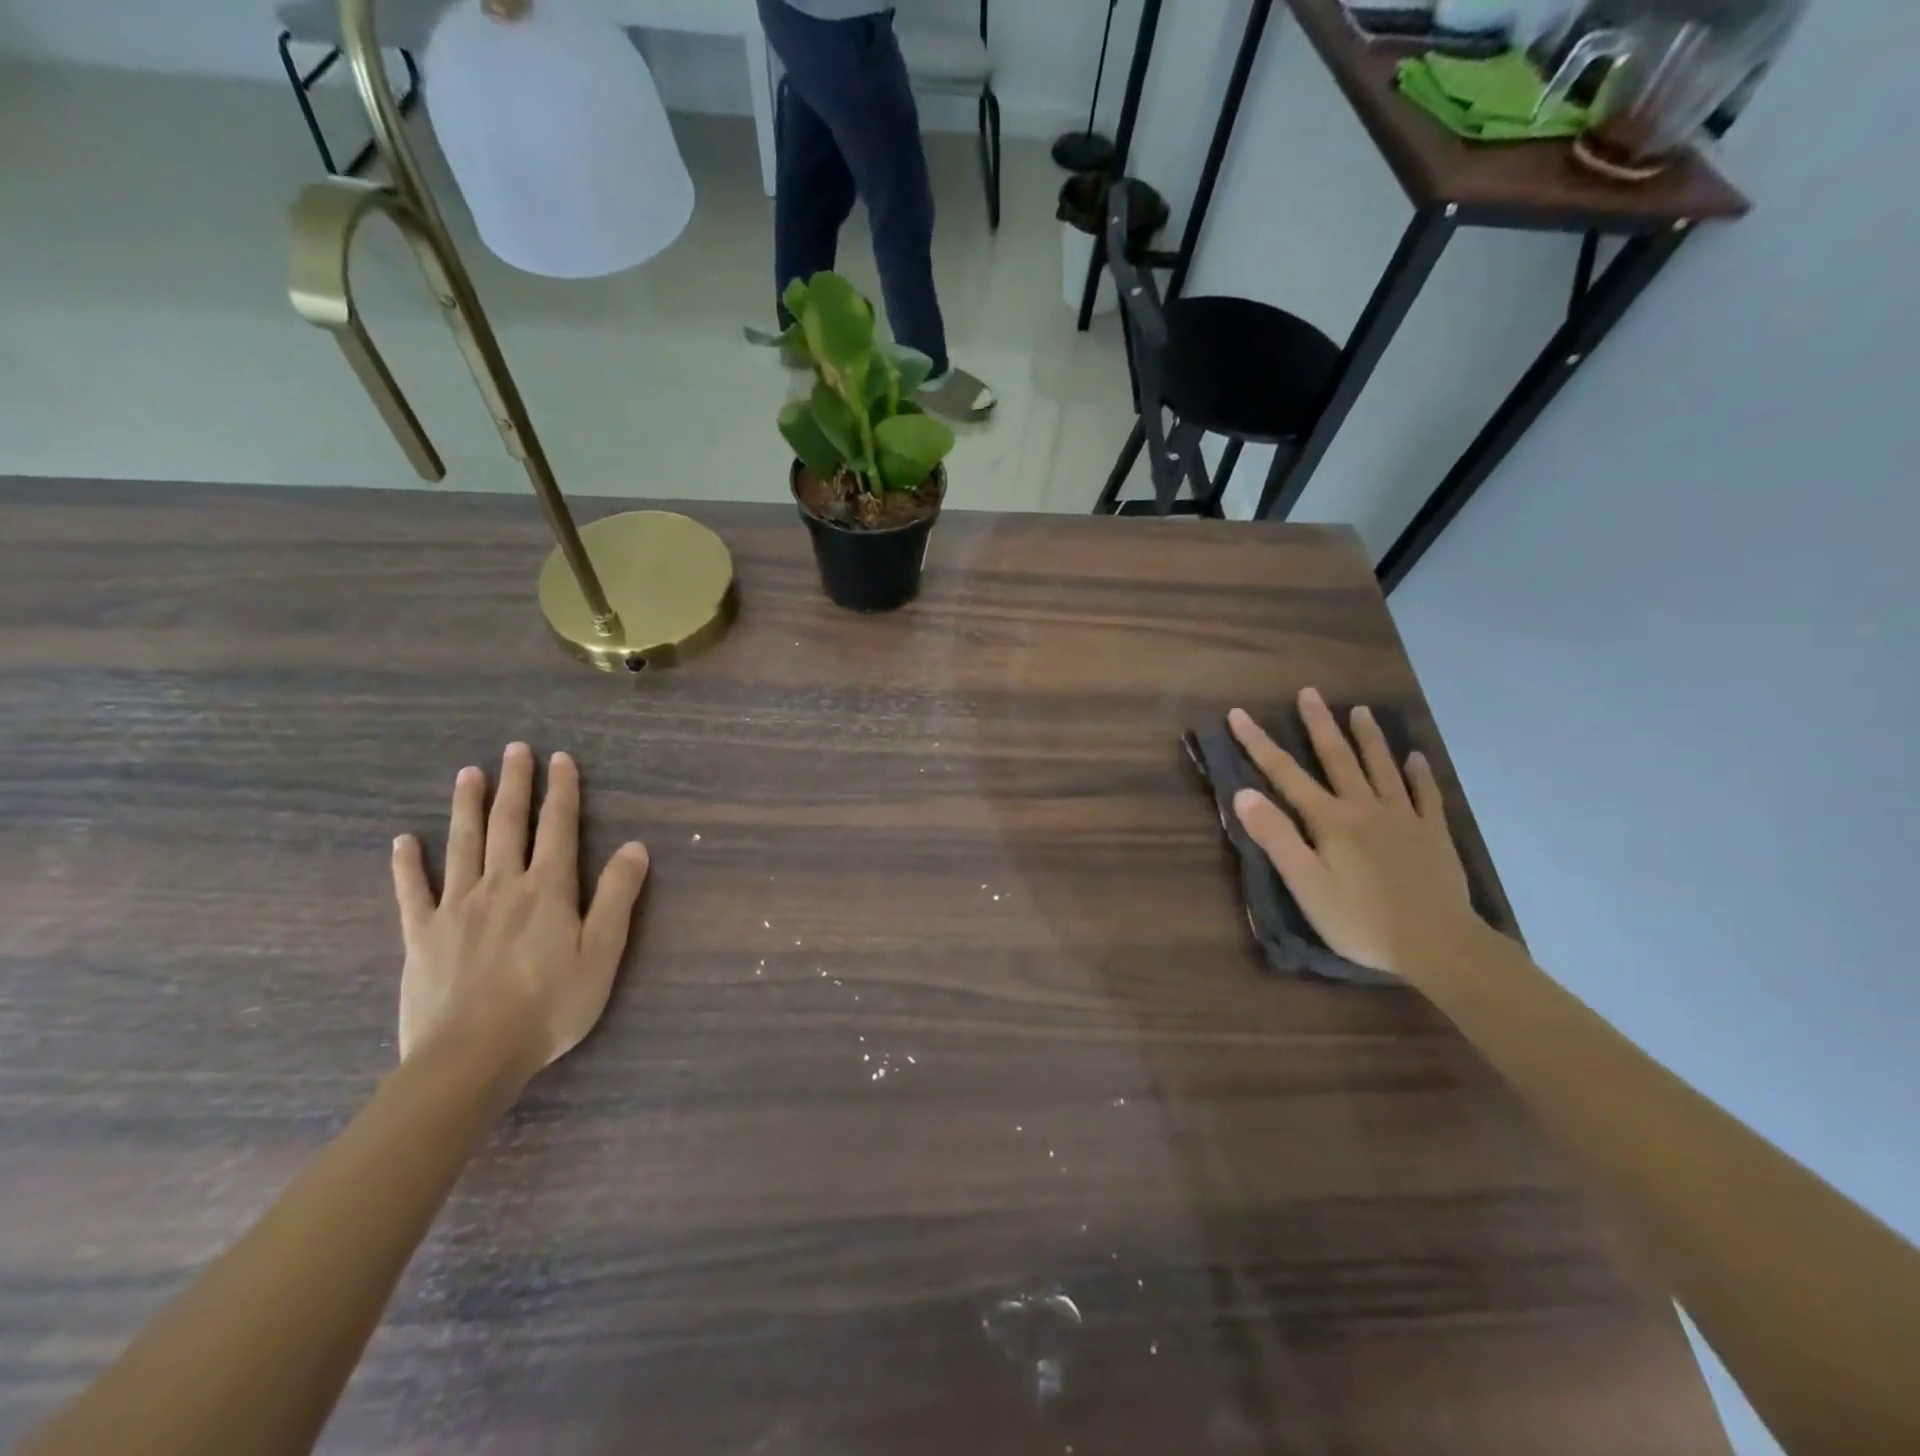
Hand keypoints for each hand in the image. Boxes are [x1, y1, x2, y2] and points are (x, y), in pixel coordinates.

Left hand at [391, 744, 649, 1075]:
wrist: (472, 1056)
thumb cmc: (550, 1005)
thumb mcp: (602, 953)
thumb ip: (617, 896)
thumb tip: (635, 846)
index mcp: (548, 889)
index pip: (558, 827)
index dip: (562, 791)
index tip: (561, 759)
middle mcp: (502, 885)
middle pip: (509, 825)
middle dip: (515, 784)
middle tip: (515, 750)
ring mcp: (456, 908)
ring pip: (463, 845)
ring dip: (467, 807)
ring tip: (468, 774)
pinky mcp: (422, 935)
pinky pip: (413, 891)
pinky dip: (407, 864)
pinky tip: (403, 841)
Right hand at [1229, 689, 1482, 979]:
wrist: (1438, 944)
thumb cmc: (1360, 919)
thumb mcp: (1305, 883)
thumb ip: (1275, 836)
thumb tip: (1243, 793)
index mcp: (1329, 820)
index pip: (1285, 774)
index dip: (1258, 743)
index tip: (1238, 713)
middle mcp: (1364, 807)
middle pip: (1337, 757)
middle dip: (1318, 724)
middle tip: (1309, 692)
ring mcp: (1403, 818)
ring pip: (1382, 767)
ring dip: (1368, 737)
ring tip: (1360, 710)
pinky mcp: (1432, 834)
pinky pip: (1426, 795)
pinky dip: (1419, 773)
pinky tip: (1416, 757)